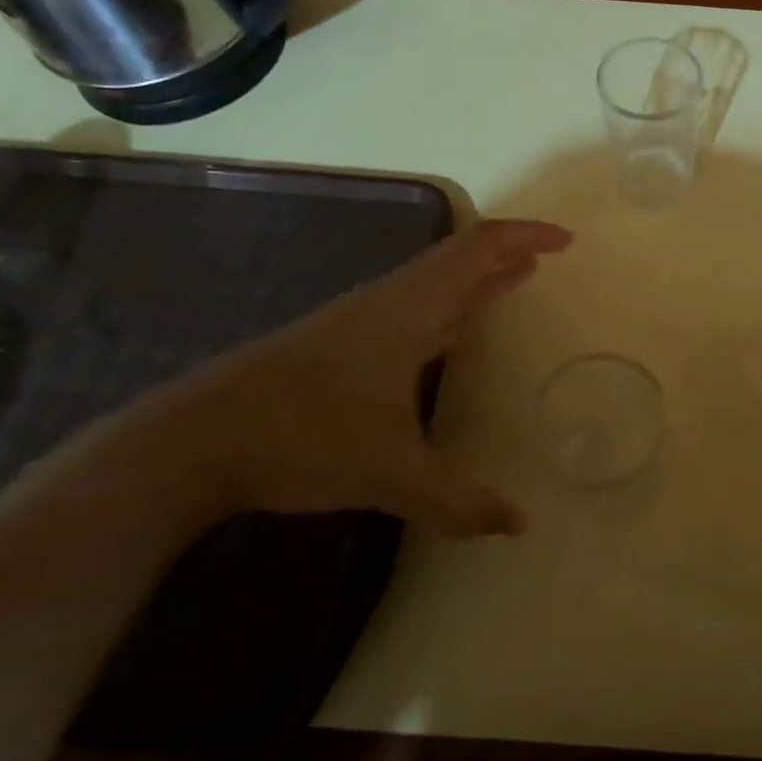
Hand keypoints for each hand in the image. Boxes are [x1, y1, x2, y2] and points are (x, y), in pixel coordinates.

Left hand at [150, 218, 571, 537]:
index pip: (478, 249)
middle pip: (459, 256)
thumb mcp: (390, 474)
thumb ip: (458, 502)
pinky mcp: (341, 344)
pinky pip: (415, 306)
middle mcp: (390, 302)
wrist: (195, 441)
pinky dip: (449, 305)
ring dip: (478, 277)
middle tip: (547, 257)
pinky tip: (450, 333)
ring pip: (434, 281)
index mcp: (410, 308)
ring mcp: (361, 320)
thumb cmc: (304, 436)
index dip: (525, 235)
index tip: (566, 240)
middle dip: (507, 252)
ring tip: (514, 280)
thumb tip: (519, 525)